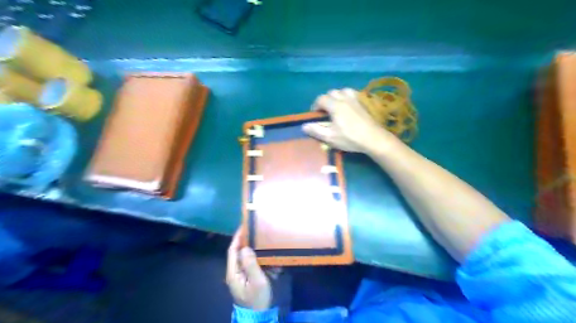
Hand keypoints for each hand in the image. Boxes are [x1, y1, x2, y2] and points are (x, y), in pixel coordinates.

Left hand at [225, 228, 272, 311]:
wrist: (259, 316)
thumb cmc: (257, 298)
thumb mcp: (257, 281)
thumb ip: (251, 263)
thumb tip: (246, 247)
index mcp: (234, 272)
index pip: (233, 250)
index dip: (238, 237)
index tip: (244, 226)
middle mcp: (236, 272)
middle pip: (240, 253)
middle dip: (250, 243)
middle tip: (259, 233)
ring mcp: (242, 276)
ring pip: (249, 259)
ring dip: (259, 254)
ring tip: (269, 248)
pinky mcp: (249, 279)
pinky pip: (255, 266)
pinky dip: (263, 263)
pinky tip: (274, 264)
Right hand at [302, 89, 395, 153]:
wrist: (373, 138)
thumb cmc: (350, 138)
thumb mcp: (330, 137)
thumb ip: (316, 130)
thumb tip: (304, 125)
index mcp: (335, 105)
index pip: (321, 99)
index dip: (315, 106)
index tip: (315, 115)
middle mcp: (345, 98)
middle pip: (331, 92)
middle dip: (325, 100)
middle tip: (325, 112)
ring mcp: (355, 99)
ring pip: (343, 90)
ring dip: (337, 96)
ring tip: (336, 106)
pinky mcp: (363, 102)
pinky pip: (353, 94)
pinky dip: (347, 97)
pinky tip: (348, 106)